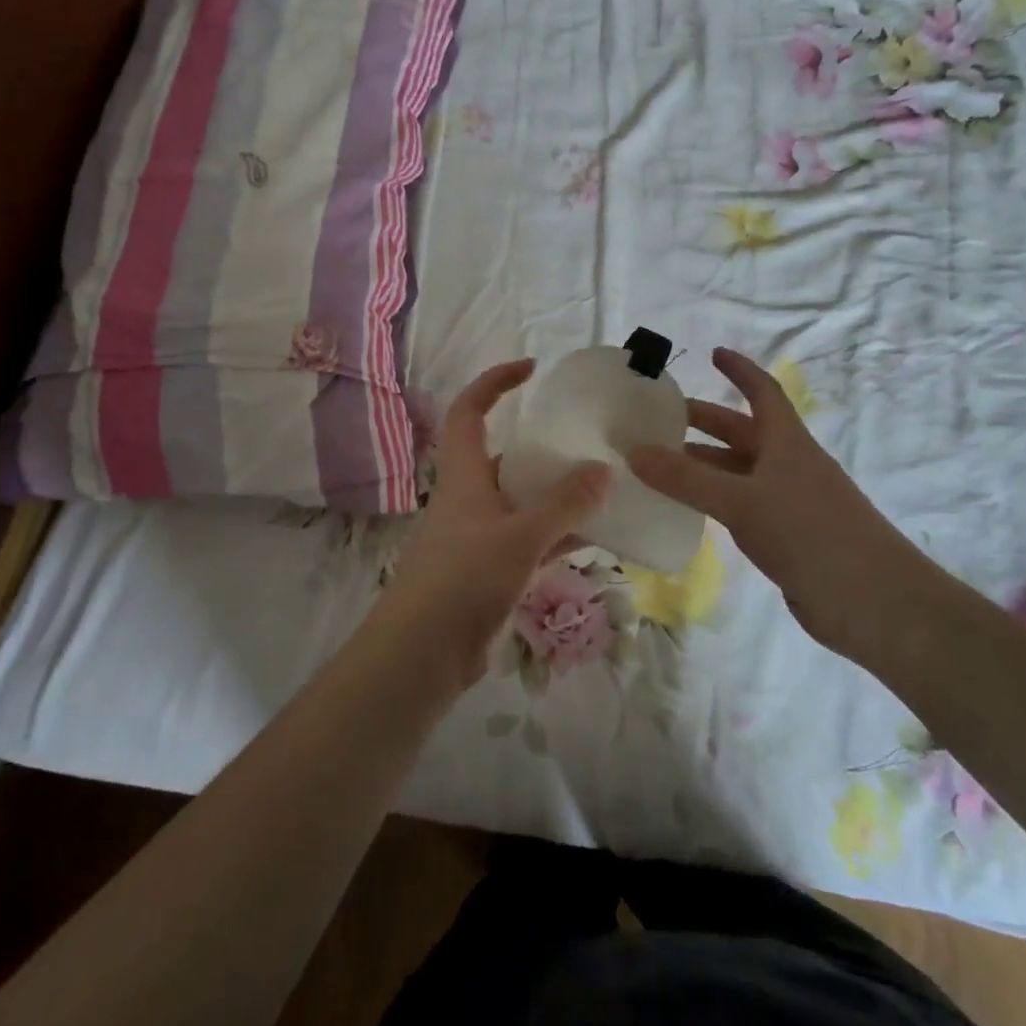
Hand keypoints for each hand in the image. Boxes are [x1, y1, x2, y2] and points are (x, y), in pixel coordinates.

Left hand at [378, 360, 611, 687]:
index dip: (495, 382)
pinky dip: (558, 535)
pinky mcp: (490, 571)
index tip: (532, 369)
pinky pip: (530, 540)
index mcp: (463, 475)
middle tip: (585, 442)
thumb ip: (564, 506)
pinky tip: (595, 537)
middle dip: (541, 446)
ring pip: (521, 501)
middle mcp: (469, 498)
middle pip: (503, 456)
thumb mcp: (520, 537)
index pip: (470, 410)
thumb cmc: (463, 580)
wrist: (422, 655)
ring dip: (555, 495)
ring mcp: (479, 536)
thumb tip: (603, 471)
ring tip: (601, 486)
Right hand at [627, 347, 927, 653]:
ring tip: (658, 466)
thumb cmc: (810, 533)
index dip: (740, 370)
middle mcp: (788, 465)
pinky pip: (740, 507)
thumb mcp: (742, 500)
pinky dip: (712, 502)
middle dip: (705, 422)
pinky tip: (686, 511)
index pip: (762, 392)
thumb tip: (633, 452)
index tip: (713, 353)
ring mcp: (788, 502)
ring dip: (702, 466)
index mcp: (787, 442)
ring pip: (737, 473)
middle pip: (742, 432)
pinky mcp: (785, 537)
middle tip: (659, 420)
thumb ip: (686, 479)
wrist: (873, 602)